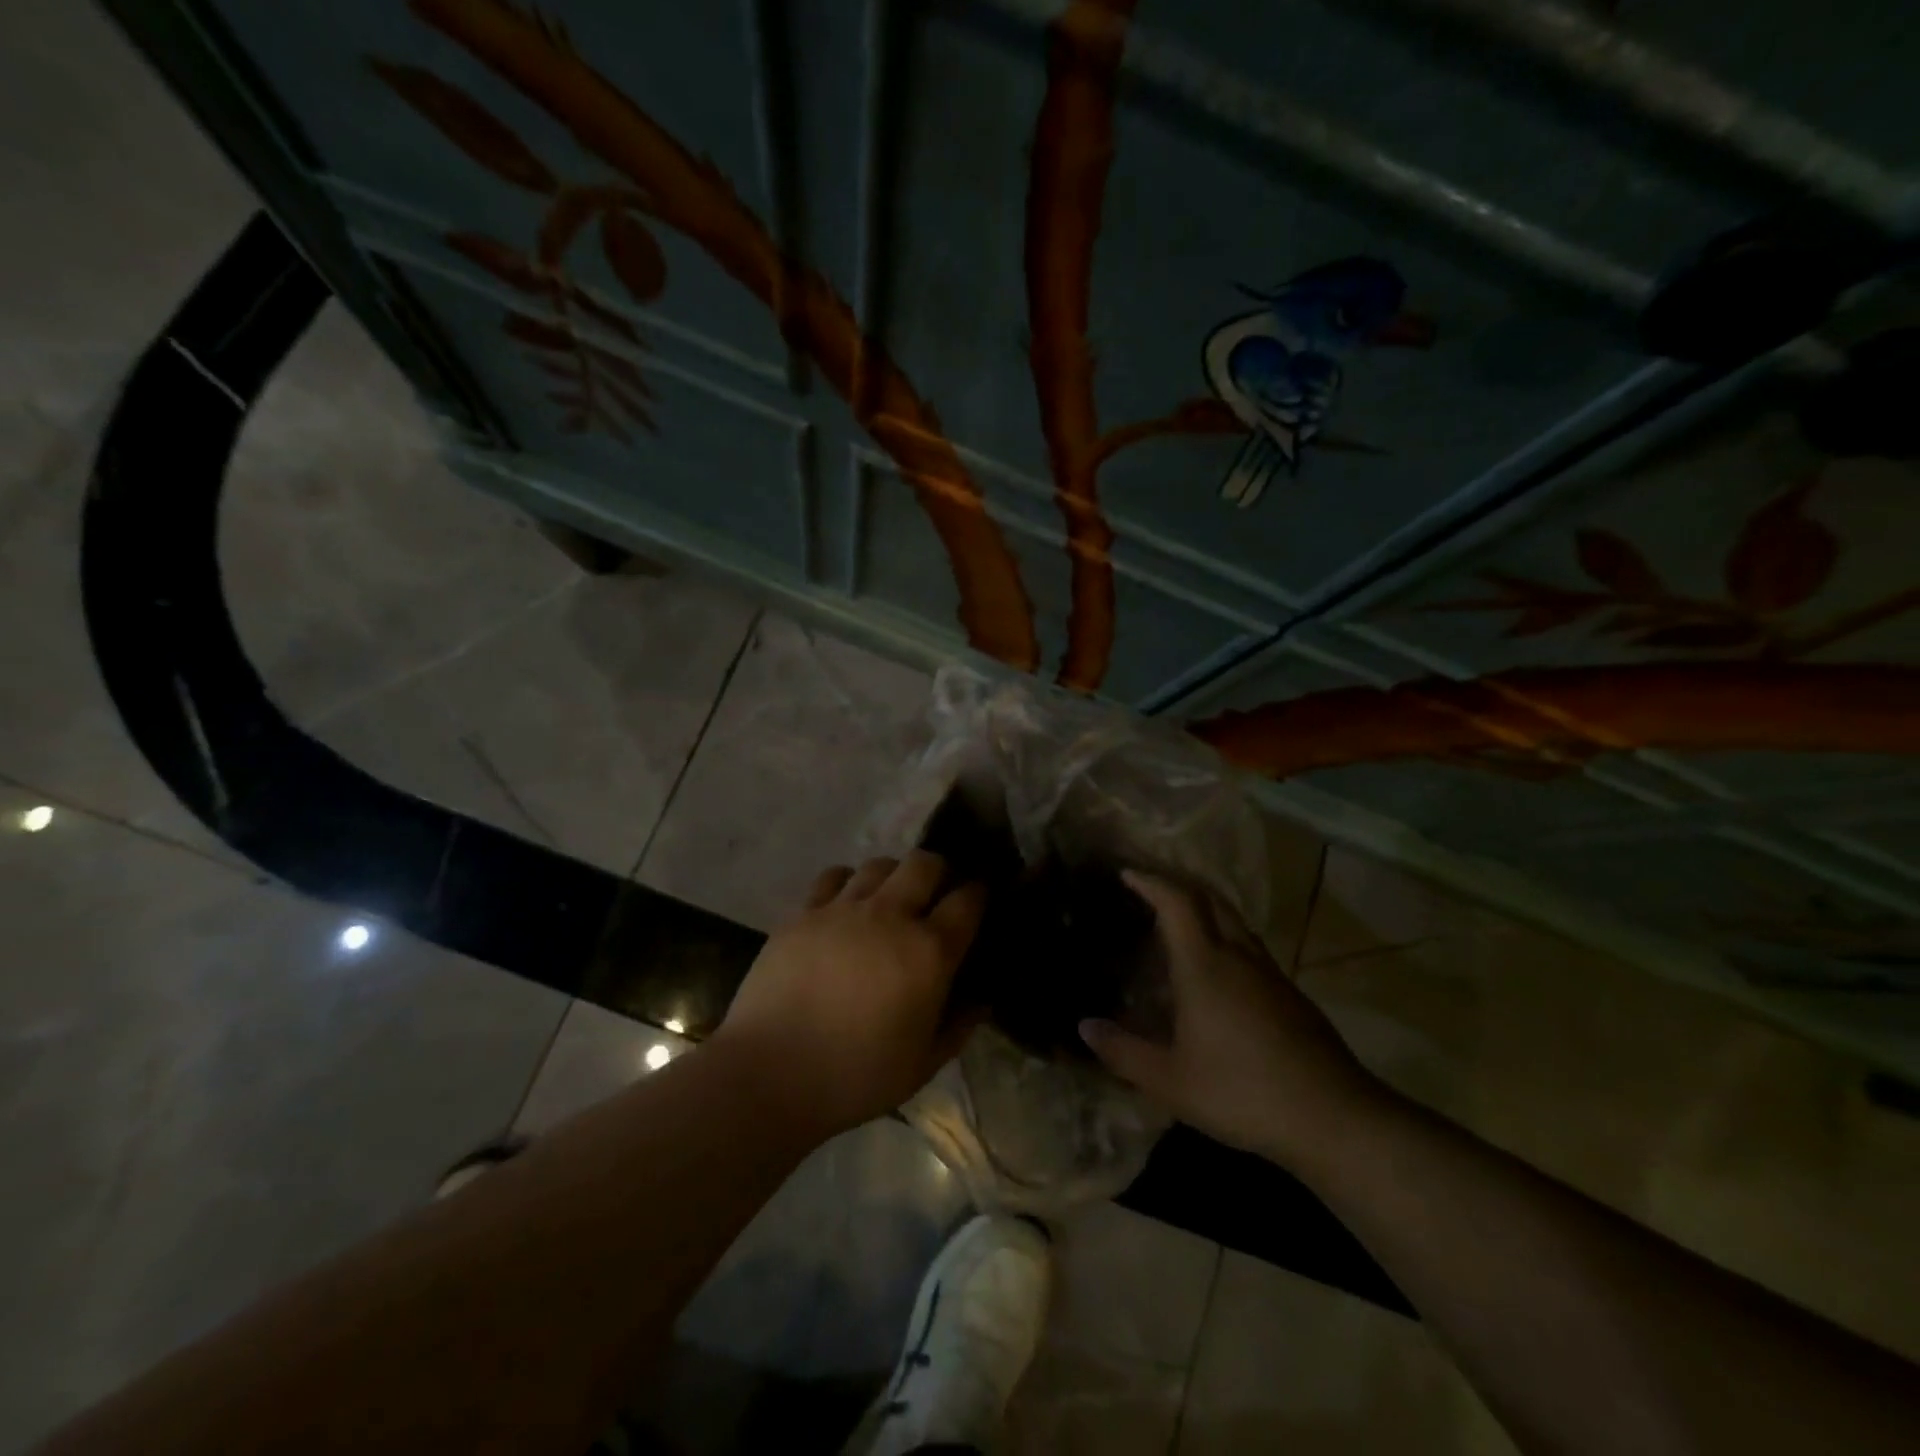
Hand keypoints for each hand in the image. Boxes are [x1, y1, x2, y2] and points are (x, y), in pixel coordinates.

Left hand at [714, 852, 985, 1137]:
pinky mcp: (804, 912)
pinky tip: (844, 905)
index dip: (978, 893)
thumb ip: (959, 1027)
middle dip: (938, 871)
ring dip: (893, 876)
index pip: (968, 900)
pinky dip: (847, 882)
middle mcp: (891, 915)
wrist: (771, 1073)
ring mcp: (843, 909)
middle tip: (934, 895)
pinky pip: (834, 876)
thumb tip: (980, 1000)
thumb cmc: (855, 1077)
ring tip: (888, 900)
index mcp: (928, 952)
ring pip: (879, 864)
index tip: (977, 900)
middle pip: (925, 863)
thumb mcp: (923, 1065)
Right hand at [1079, 872, 1385, 1169]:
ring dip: (1204, 907)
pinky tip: (1216, 966)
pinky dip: (1224, 934)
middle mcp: (1238, 955)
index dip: (1150, 881)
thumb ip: (1124, 1052)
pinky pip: (1249, 944)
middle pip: (1209, 898)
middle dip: (1178, 882)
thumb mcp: (1170, 1081)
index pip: (1176, 902)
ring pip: (1233, 919)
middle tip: (1150, 885)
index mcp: (1204, 965)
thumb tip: (1085, 1027)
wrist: (1333, 1116)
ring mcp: (1269, 972)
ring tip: (1178, 919)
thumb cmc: (1242, 1091)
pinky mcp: (1289, 993)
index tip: (1127, 873)